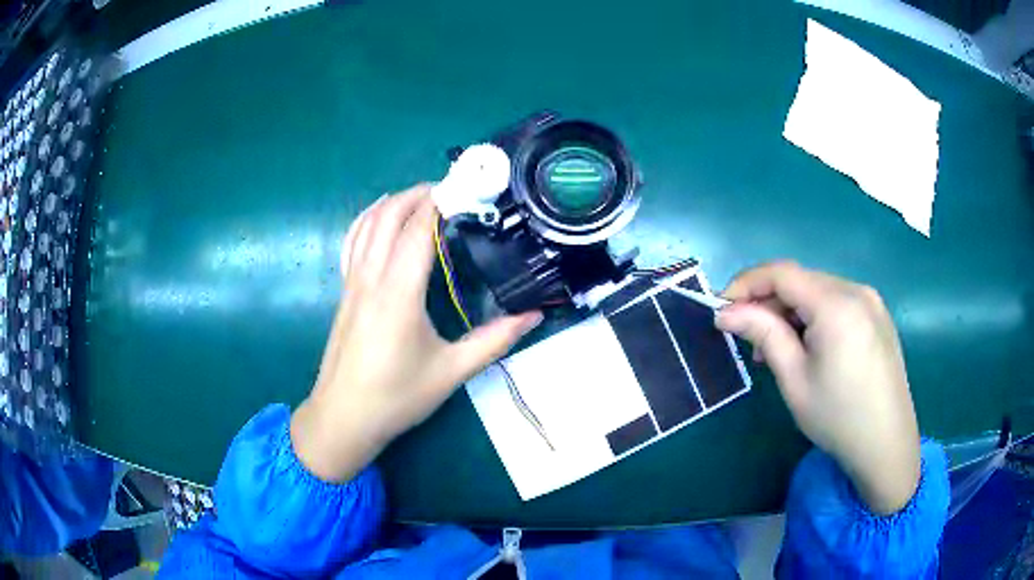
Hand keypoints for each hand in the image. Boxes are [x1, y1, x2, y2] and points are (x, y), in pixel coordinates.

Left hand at [290, 185, 541, 481]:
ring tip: (424, 195)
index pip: (419, 228)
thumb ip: (495, 340)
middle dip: (420, 192)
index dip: (443, 200)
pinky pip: (352, 240)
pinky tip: (381, 214)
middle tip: (454, 190)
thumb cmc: (397, 397)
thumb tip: (534, 315)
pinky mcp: (344, 291)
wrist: (343, 417)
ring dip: (394, 201)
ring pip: (367, 223)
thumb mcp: (452, 371)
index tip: (470, 186)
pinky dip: (368, 218)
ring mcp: (352, 282)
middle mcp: (371, 277)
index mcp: (399, 292)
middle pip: (390, 214)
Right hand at [715, 262, 920, 514]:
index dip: (746, 283)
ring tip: (777, 350)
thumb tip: (726, 312)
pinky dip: (814, 317)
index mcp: (836, 304)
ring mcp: (872, 302)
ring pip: (819, 292)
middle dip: (769, 303)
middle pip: (801, 281)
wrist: (887, 444)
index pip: (782, 273)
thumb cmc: (837, 417)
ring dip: (791, 312)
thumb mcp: (794, 379)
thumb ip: (762, 334)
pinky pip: (837, 303)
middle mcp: (856, 291)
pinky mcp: (878, 316)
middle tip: (748, 340)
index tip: (721, 307)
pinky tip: (808, 348)